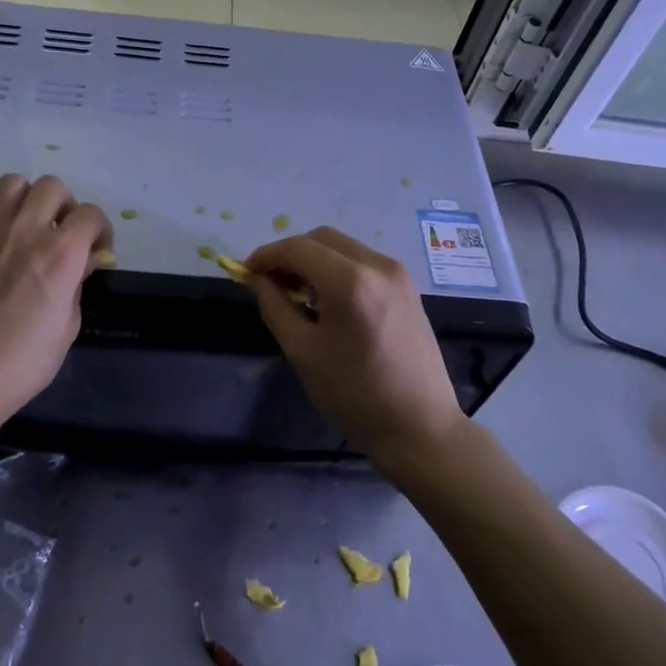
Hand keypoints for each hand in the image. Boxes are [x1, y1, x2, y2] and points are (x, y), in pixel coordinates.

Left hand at [0, 174, 111, 424]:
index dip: (100, 229)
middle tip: (61, 233)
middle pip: (52, 186)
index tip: (96, 250)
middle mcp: (26, 231)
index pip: (91, 214)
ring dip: (25, 200)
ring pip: (11, 184)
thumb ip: (76, 287)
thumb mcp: (67, 328)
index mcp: (62, 254)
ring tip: (25, 226)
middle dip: (64, 206)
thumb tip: (81, 266)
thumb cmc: (23, 362)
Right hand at [245, 228, 468, 471]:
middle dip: (290, 254)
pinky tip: (328, 300)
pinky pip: (363, 262)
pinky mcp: (408, 287)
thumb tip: (256, 279)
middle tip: (270, 284)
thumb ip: (275, 306)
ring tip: (297, 294)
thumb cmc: (354, 394)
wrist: (418, 426)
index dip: (266, 255)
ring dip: (315, 260)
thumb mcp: (302, 351)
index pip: (297, 247)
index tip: (246, 273)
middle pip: (322, 238)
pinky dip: (338, 269)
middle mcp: (378, 265)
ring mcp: (398, 274)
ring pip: (344, 247)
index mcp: (350, 281)